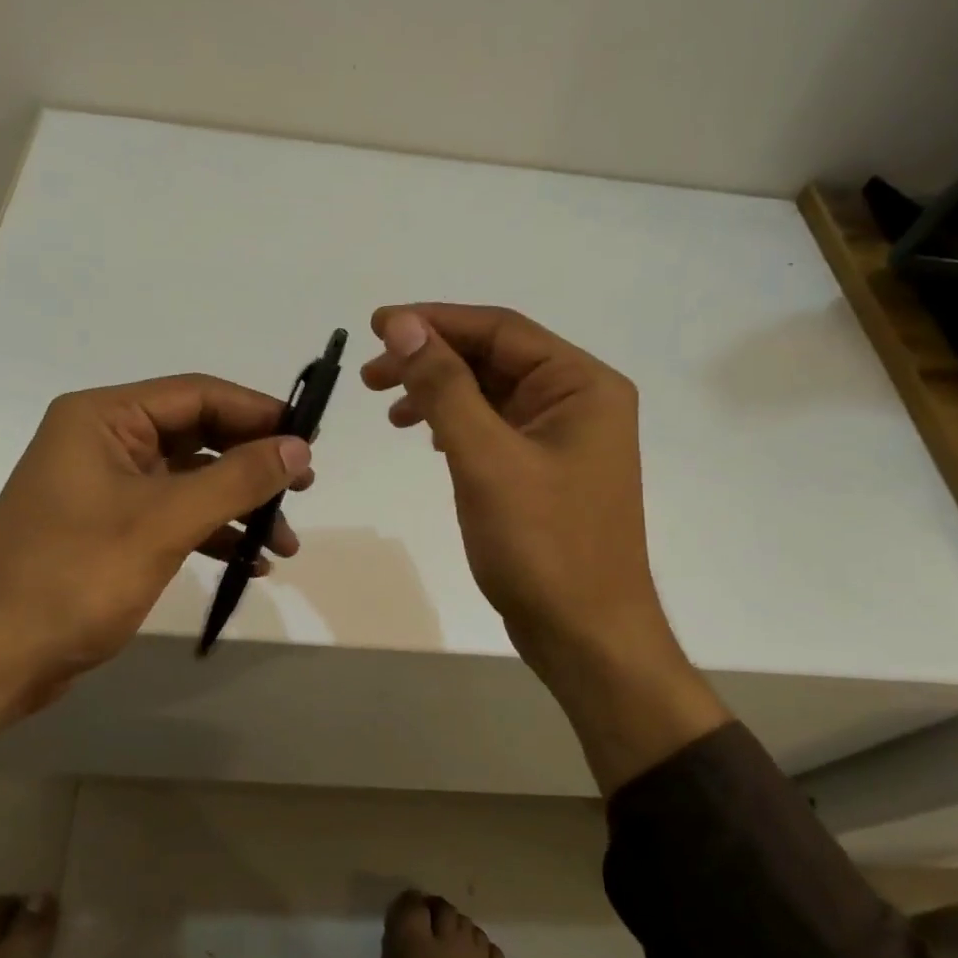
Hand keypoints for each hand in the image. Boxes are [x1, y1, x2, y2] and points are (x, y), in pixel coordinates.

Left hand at [0, 375, 312, 772]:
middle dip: (252, 465)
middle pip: (197, 436)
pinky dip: (211, 533)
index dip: (258, 412)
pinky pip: (172, 515)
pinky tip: (248, 563)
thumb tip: (299, 447)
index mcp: (104, 418)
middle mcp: (102, 441)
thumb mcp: (164, 522)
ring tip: (283, 543)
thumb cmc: (73, 576)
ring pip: (189, 480)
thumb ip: (237, 480)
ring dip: (238, 506)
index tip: (309, 439)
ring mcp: (104, 487)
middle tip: (303, 489)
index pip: (197, 394)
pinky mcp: (107, 529)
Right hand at [361, 304, 726, 790]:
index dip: (434, 321)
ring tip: (389, 409)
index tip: (376, 326)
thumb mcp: (485, 458)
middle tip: (371, 376)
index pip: (500, 330)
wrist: (585, 636)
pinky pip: (494, 428)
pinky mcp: (545, 471)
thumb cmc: (542, 546)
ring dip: (439, 393)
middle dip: (431, 360)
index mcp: (581, 384)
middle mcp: (578, 401)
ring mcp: (563, 438)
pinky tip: (426, 438)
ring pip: (490, 394)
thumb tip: (404, 325)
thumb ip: (444, 386)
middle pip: (494, 358)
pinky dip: (455, 425)